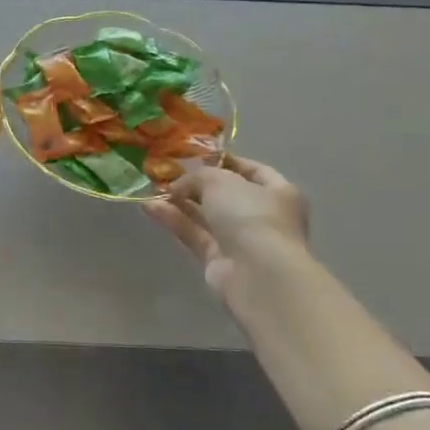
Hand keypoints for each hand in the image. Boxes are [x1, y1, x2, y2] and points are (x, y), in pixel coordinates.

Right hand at [146, 154, 308, 297]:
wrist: (258, 274)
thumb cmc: (250, 215)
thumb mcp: (220, 181)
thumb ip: (197, 177)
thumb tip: (178, 186)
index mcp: (278, 192)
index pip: (252, 170)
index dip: (225, 161)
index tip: (195, 155)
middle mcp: (262, 216)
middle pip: (224, 195)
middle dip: (195, 185)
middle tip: (166, 174)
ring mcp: (241, 240)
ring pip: (206, 216)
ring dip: (179, 202)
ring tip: (151, 189)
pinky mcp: (219, 260)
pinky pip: (194, 234)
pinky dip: (175, 221)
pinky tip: (150, 207)